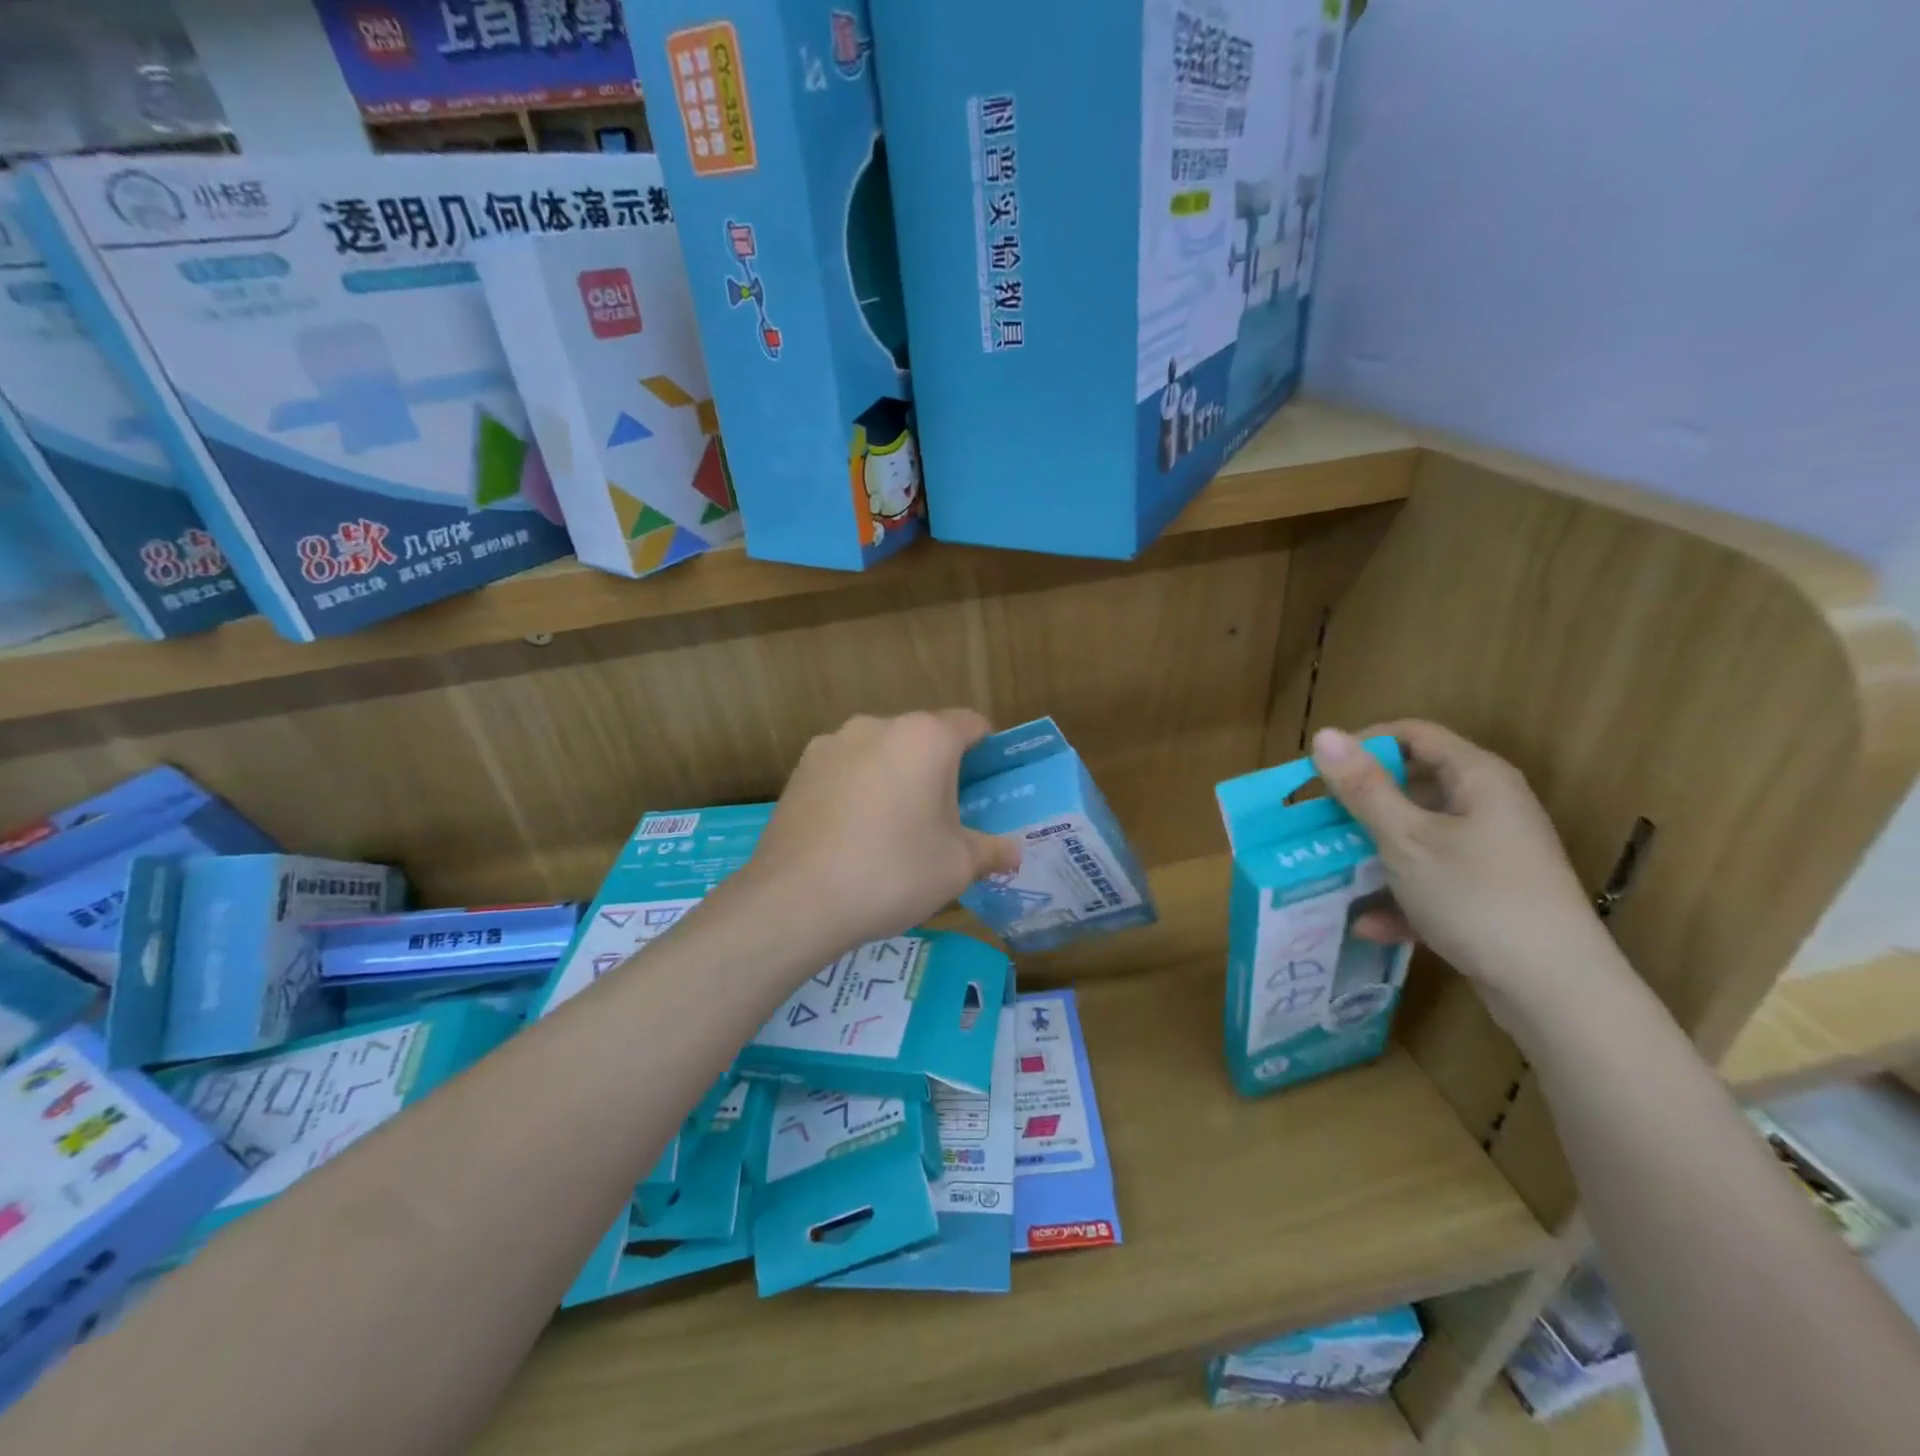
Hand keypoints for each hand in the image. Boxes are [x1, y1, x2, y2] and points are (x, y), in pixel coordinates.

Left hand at [735, 710, 1021, 954]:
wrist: (796, 899)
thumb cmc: (893, 872)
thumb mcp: (957, 867)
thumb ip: (992, 852)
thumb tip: (1013, 853)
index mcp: (925, 737)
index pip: (971, 724)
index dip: (987, 750)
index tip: (987, 785)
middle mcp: (877, 725)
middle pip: (923, 737)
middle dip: (938, 769)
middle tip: (944, 818)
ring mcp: (832, 744)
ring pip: (881, 752)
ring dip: (895, 777)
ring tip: (892, 830)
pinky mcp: (800, 769)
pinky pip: (845, 770)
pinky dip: (858, 789)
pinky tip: (851, 834)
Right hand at [1310, 721, 1622, 1018]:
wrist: (1556, 991)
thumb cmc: (1477, 897)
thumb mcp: (1406, 839)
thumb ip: (1362, 787)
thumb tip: (1323, 734)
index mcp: (1478, 778)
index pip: (1413, 734)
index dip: (1362, 744)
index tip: (1319, 772)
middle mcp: (1490, 806)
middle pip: (1414, 785)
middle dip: (1361, 803)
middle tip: (1317, 821)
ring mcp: (1493, 853)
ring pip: (1419, 836)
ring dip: (1374, 851)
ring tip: (1330, 869)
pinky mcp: (1490, 895)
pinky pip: (1434, 879)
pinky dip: (1401, 895)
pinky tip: (1368, 924)